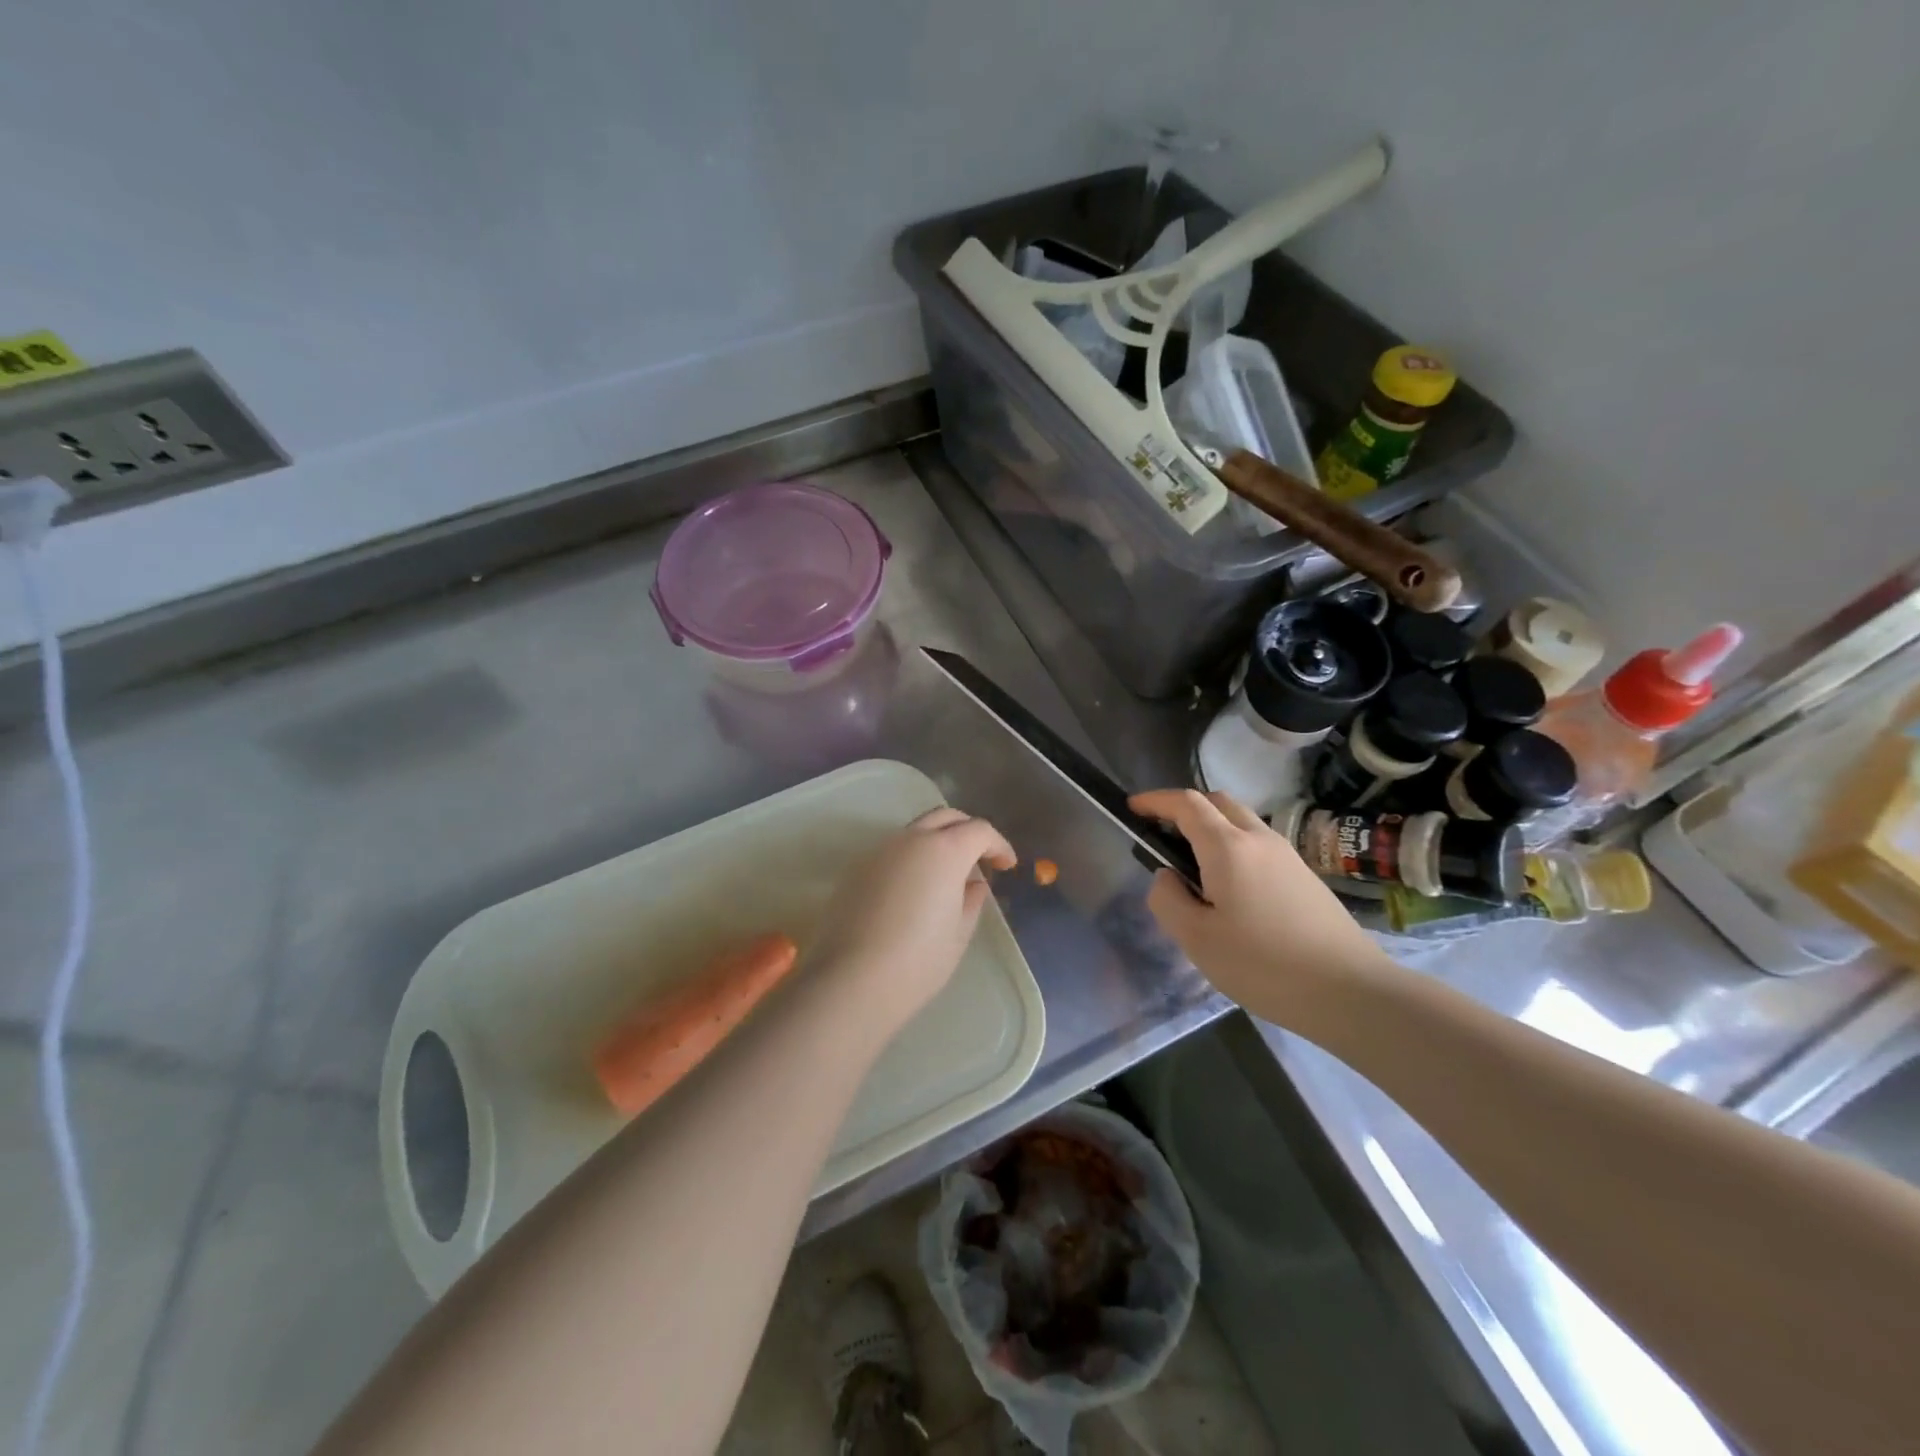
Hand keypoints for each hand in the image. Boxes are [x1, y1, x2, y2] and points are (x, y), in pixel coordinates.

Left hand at [808, 807, 1017, 1034]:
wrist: (852, 980)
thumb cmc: (918, 960)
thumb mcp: (958, 934)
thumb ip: (971, 901)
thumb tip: (974, 885)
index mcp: (945, 850)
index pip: (979, 830)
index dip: (998, 845)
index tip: (1006, 865)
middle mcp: (911, 839)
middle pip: (945, 817)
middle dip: (967, 830)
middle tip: (980, 856)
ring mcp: (879, 851)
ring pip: (915, 831)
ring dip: (937, 841)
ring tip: (946, 874)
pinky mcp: (856, 869)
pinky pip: (892, 851)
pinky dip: (911, 858)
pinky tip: (914, 888)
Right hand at [1129, 789, 1389, 1029]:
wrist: (1350, 991)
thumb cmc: (1263, 964)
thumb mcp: (1196, 938)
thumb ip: (1168, 899)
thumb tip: (1167, 877)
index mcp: (1228, 847)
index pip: (1186, 803)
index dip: (1156, 801)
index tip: (1132, 808)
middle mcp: (1259, 839)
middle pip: (1217, 802)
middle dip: (1185, 807)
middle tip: (1161, 833)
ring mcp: (1287, 856)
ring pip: (1241, 822)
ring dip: (1211, 827)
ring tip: (1192, 866)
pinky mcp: (1304, 877)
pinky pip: (1258, 845)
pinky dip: (1233, 847)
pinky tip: (1229, 889)